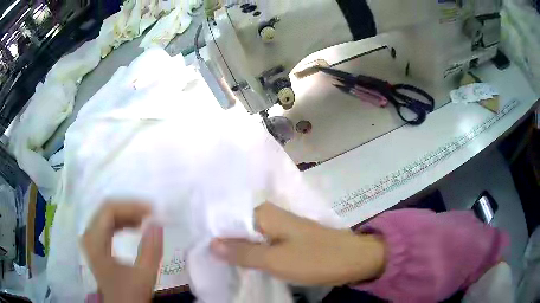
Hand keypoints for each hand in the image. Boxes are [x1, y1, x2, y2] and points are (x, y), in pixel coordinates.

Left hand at [82, 202, 162, 302]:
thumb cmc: (130, 294)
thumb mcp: (143, 275)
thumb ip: (151, 250)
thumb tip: (157, 223)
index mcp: (95, 241)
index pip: (108, 210)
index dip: (130, 206)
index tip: (152, 211)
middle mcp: (89, 236)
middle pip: (106, 210)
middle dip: (129, 209)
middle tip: (151, 214)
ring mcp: (92, 240)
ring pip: (107, 216)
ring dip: (127, 215)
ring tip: (146, 219)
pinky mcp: (97, 245)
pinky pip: (108, 225)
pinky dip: (123, 223)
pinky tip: (135, 227)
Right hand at [210, 203, 385, 285]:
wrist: (354, 259)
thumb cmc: (316, 259)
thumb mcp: (275, 260)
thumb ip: (242, 252)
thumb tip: (210, 243)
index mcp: (264, 214)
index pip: (228, 221)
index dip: (215, 237)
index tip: (201, 253)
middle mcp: (270, 216)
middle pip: (238, 230)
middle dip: (225, 246)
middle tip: (209, 263)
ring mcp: (280, 228)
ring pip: (250, 239)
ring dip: (238, 252)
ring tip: (220, 266)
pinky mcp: (288, 240)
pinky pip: (263, 245)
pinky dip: (253, 255)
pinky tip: (243, 265)